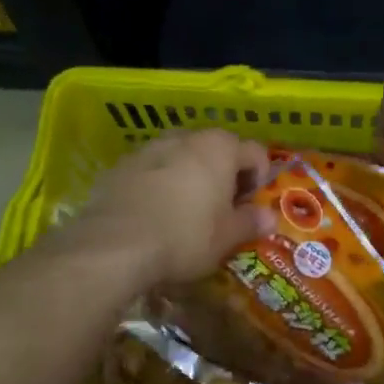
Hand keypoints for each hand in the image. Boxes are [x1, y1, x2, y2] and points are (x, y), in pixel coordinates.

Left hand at [72, 129, 272, 289]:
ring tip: (186, 212)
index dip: (260, 179)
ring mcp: (150, 148)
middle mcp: (186, 137)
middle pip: (216, 150)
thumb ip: (250, 222)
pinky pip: (152, 170)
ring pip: (181, 157)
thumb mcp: (226, 237)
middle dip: (223, 175)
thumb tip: (269, 217)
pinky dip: (160, 185)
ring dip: (190, 177)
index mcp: (219, 147)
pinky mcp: (121, 165)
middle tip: (222, 210)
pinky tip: (154, 214)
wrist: (114, 245)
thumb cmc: (185, 236)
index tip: (251, 206)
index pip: (255, 152)